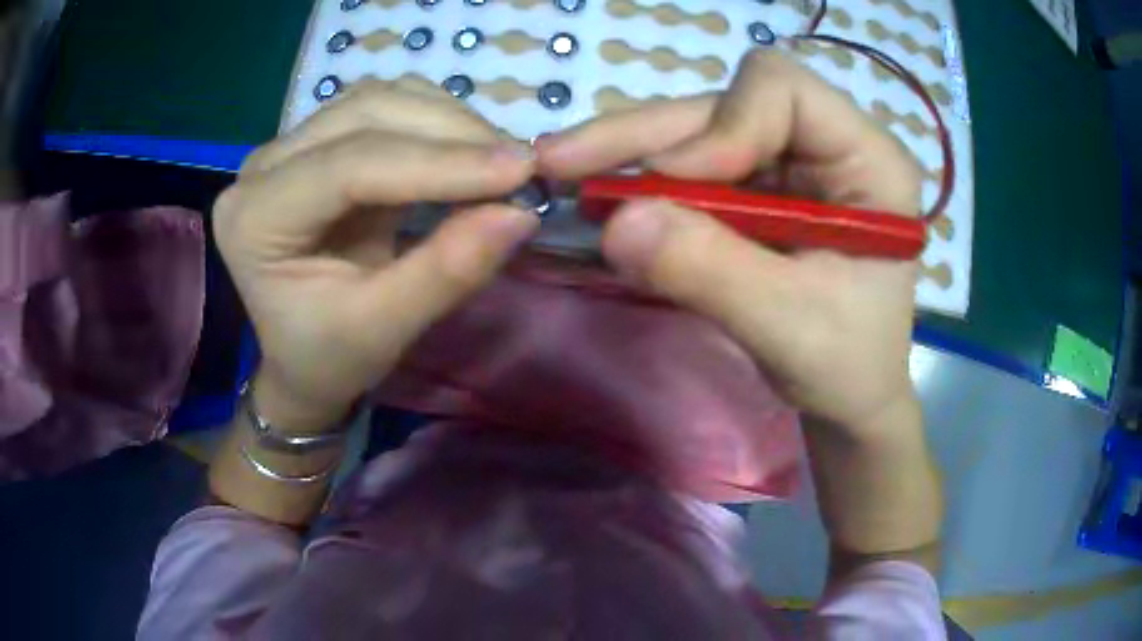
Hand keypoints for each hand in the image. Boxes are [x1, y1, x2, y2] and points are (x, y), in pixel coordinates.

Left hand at [214, 78, 537, 431]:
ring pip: (379, 99)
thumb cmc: (329, 357)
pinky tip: (466, 152)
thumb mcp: (383, 331)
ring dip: (448, 121)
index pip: (348, 166)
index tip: (521, 171)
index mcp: (254, 220)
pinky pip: (384, 107)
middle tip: (520, 169)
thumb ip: (446, 273)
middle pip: (365, 114)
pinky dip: (437, 120)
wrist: (302, 357)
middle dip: (451, 134)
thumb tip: (520, 213)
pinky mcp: (318, 141)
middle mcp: (261, 168)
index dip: (438, 163)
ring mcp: (288, 146)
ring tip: (498, 163)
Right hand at [538, 50, 923, 435]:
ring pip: (698, 130)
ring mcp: (789, 162)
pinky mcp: (758, 187)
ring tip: (564, 171)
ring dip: (631, 154)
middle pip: (726, 105)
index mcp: (868, 160)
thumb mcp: (787, 327)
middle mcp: (828, 143)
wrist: (847, 397)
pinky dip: (643, 182)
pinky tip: (600, 194)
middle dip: (646, 134)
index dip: (724, 125)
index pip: (784, 91)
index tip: (676, 185)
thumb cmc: (846, 367)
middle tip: (563, 159)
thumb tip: (616, 223)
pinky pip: (691, 166)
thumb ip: (709, 271)